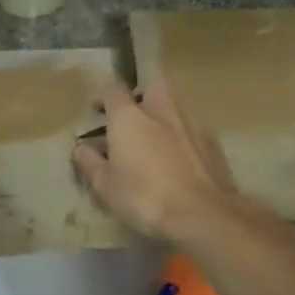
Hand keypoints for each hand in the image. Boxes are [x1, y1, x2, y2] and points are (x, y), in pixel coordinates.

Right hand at [72, 78, 236, 242]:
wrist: (203, 214)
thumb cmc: (145, 197)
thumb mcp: (106, 187)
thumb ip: (91, 163)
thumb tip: (81, 149)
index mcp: (128, 116)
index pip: (112, 88)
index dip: (104, 96)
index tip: (98, 110)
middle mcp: (160, 110)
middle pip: (153, 80)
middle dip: (142, 88)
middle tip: (132, 110)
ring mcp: (190, 123)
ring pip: (174, 104)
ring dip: (163, 113)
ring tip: (154, 138)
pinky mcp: (213, 141)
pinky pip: (191, 128)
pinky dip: (181, 135)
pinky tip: (178, 157)